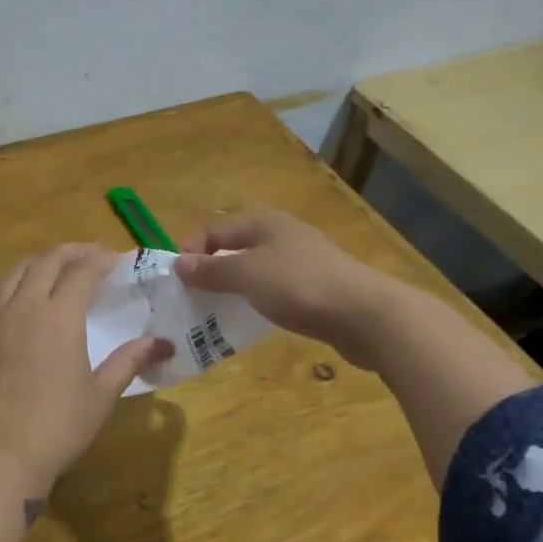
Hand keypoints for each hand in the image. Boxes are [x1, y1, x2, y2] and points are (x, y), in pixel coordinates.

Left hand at [0, 245, 169, 495]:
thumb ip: (129, 361)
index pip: (83, 270)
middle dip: (71, 254)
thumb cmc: (58, 428)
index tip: (114, 263)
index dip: (101, 260)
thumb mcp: (101, 395)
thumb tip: (162, 343)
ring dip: (34, 267)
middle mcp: (23, 305)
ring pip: (11, 274)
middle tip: (87, 260)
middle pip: (47, 262)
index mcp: (61, 316)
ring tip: (47, 275)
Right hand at [174, 209, 397, 368]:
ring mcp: (301, 260)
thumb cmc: (299, 285)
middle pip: (234, 247)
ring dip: (233, 288)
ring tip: (216, 313)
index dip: (191, 250)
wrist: (365, 314)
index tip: (177, 281)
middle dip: (210, 270)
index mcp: (262, 222)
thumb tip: (179, 263)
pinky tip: (253, 319)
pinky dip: (257, 301)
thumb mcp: (247, 274)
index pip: (213, 229)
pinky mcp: (315, 287)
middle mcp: (280, 234)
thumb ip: (211, 269)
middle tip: (192, 299)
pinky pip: (274, 289)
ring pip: (254, 270)